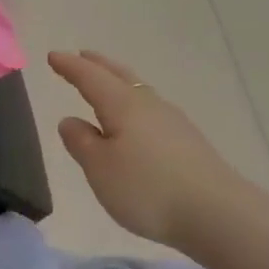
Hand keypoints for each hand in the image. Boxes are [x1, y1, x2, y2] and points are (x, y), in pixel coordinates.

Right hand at [49, 50, 238, 250]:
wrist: (215, 212)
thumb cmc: (147, 188)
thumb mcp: (100, 168)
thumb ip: (81, 142)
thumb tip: (70, 120)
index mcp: (123, 105)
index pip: (90, 78)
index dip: (71, 67)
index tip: (53, 55)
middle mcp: (149, 105)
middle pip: (120, 76)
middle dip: (99, 65)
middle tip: (83, 56)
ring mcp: (173, 122)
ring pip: (139, 91)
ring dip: (119, 82)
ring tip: (107, 84)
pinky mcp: (187, 142)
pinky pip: (152, 111)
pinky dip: (135, 105)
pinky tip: (136, 121)